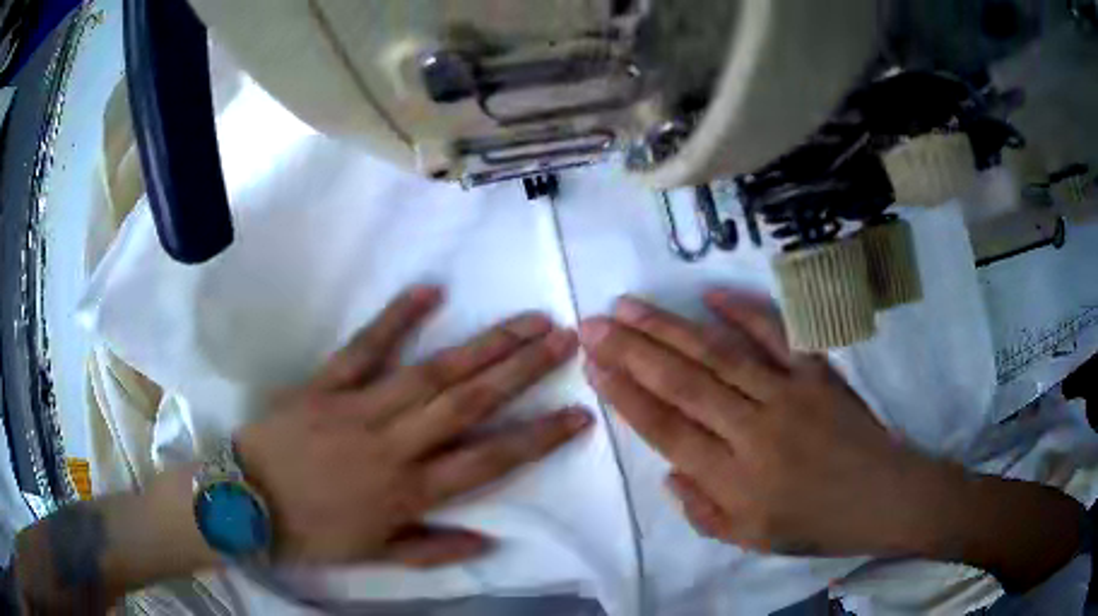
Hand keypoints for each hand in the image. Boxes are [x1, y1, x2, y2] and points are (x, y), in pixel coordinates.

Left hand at [236, 286, 590, 567]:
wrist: (243, 502)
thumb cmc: (311, 533)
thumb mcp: (373, 556)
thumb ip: (431, 550)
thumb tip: (488, 541)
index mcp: (407, 492)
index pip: (488, 463)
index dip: (538, 439)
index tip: (578, 413)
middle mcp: (393, 446)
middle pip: (469, 404)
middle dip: (522, 371)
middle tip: (565, 340)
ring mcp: (358, 408)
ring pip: (432, 373)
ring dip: (483, 345)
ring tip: (526, 320)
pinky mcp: (325, 384)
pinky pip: (364, 348)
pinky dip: (396, 319)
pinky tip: (430, 292)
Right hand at [578, 290, 940, 556]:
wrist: (885, 498)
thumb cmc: (817, 525)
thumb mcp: (752, 540)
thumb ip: (703, 510)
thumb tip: (668, 470)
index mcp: (737, 481)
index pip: (668, 431)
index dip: (627, 396)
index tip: (594, 366)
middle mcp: (757, 432)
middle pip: (684, 384)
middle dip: (632, 351)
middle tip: (594, 324)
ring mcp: (790, 394)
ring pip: (719, 355)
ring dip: (669, 328)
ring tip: (629, 307)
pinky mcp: (817, 372)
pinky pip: (777, 335)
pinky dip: (743, 311)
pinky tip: (709, 294)